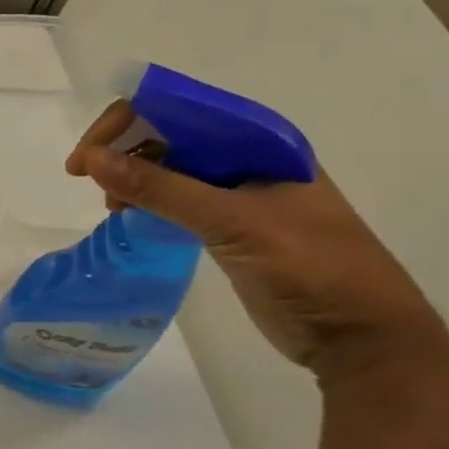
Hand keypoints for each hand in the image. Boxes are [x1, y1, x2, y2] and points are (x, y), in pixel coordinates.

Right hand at [66, 100, 447, 381]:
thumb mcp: (232, 221)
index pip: (180, 108)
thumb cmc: (311, 267)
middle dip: (123, 148)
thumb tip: (90, 159)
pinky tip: (128, 217)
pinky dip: (147, 202)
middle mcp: (249, 158)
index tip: (88, 154)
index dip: (128, 120)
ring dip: (132, 176)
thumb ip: (160, 188)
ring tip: (110, 205)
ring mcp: (240, 193)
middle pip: (170, 133)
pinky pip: (177, 198)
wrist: (363, 341)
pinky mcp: (231, 225)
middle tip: (84, 177)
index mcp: (261, 141)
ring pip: (169, 167)